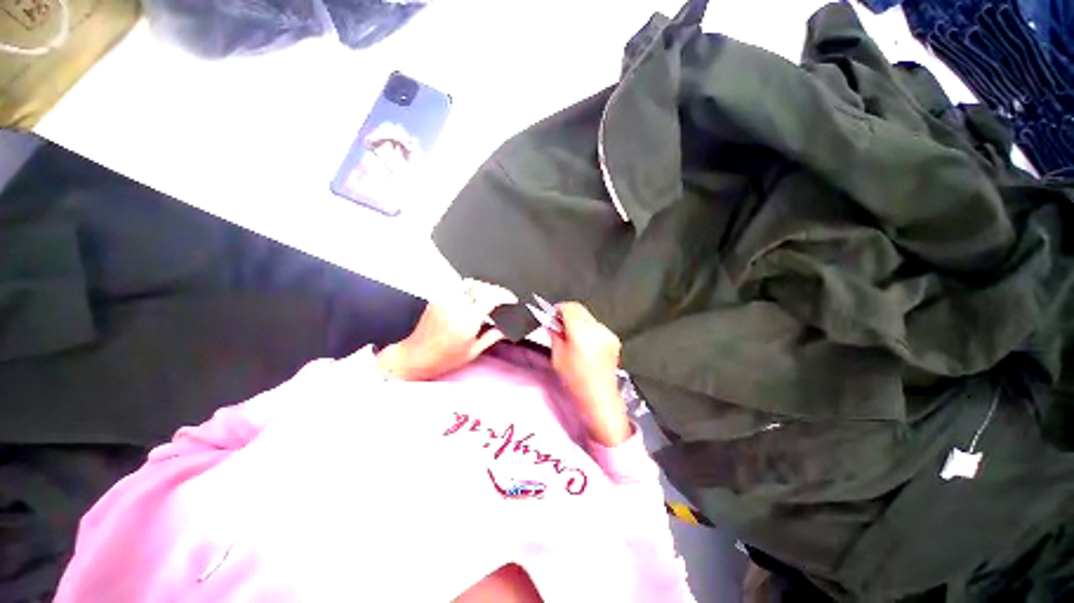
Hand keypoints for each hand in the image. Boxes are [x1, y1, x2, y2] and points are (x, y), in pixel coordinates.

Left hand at [377, 279, 516, 380]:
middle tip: (503, 297)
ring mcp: (444, 301)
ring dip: (483, 287)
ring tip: (490, 295)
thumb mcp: (472, 352)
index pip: (489, 298)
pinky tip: (474, 297)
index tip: (511, 299)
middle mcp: (454, 307)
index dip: (504, 295)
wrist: (414, 357)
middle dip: (495, 289)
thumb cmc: (443, 359)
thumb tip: (504, 329)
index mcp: (466, 323)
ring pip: (469, 284)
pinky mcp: (437, 299)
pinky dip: (470, 289)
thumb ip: (491, 337)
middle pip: (480, 287)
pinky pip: (458, 287)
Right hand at [550, 303, 631, 446]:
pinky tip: (584, 343)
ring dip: (578, 321)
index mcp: (582, 331)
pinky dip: (588, 329)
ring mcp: (608, 333)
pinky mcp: (614, 339)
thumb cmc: (575, 380)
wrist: (600, 399)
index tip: (552, 316)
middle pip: (580, 309)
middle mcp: (597, 328)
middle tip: (558, 326)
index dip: (558, 309)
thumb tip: (552, 323)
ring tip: (571, 336)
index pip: (569, 307)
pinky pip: (597, 326)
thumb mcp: (557, 356)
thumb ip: (555, 334)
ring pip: (589, 317)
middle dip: (568, 314)